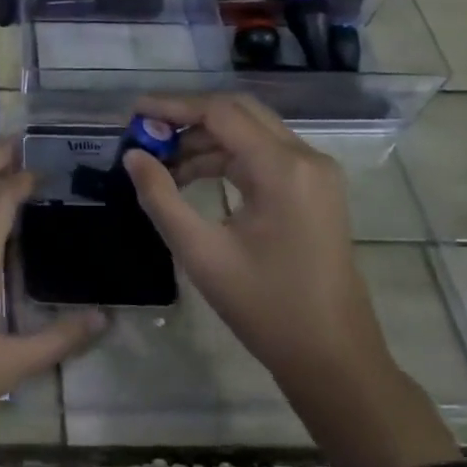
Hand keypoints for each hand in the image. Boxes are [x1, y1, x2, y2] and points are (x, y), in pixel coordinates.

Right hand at [120, 93, 383, 384]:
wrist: (334, 359)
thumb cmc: (266, 308)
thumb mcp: (201, 253)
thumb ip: (161, 197)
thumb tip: (132, 156)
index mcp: (282, 168)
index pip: (220, 112)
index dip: (173, 107)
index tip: (133, 113)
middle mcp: (306, 158)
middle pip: (238, 112)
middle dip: (188, 117)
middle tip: (146, 133)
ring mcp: (315, 173)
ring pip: (250, 131)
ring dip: (205, 138)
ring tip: (161, 162)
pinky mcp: (315, 189)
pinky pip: (264, 153)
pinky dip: (226, 156)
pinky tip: (193, 176)